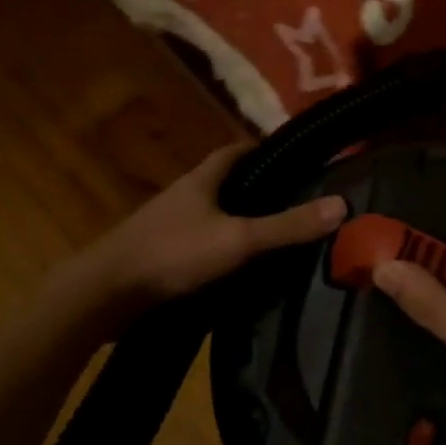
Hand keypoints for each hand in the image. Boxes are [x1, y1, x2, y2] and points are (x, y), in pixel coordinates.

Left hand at [68, 144, 346, 310]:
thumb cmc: (172, 254)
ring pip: (210, 213)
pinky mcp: (157, 255)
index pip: (235, 151)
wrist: (103, 295)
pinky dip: (219, 245)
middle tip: (293, 197)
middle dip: (255, 186)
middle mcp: (183, 195)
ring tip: (272, 231)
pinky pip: (198, 241)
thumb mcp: (238, 240)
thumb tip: (342, 204)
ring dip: (236, 217)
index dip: (262, 149)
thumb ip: (288, 226)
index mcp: (201, 180)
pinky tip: (236, 265)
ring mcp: (166, 226)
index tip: (292, 155)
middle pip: (223, 182)